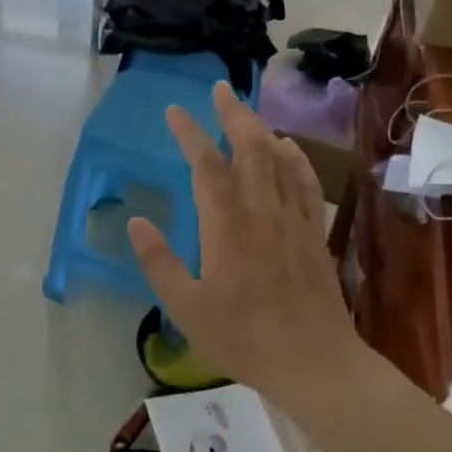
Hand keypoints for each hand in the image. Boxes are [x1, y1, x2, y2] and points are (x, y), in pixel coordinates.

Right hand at [128, 81, 360, 403]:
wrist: (314, 363)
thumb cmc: (242, 337)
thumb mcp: (185, 307)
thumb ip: (158, 262)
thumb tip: (136, 222)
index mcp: (226, 224)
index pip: (206, 164)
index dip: (189, 133)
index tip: (174, 111)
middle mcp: (261, 210)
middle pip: (250, 147)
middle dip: (232, 113)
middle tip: (219, 89)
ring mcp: (293, 219)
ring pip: (279, 158)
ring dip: (261, 128)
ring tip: (247, 110)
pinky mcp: (314, 233)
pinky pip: (305, 182)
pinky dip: (295, 158)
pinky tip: (289, 148)